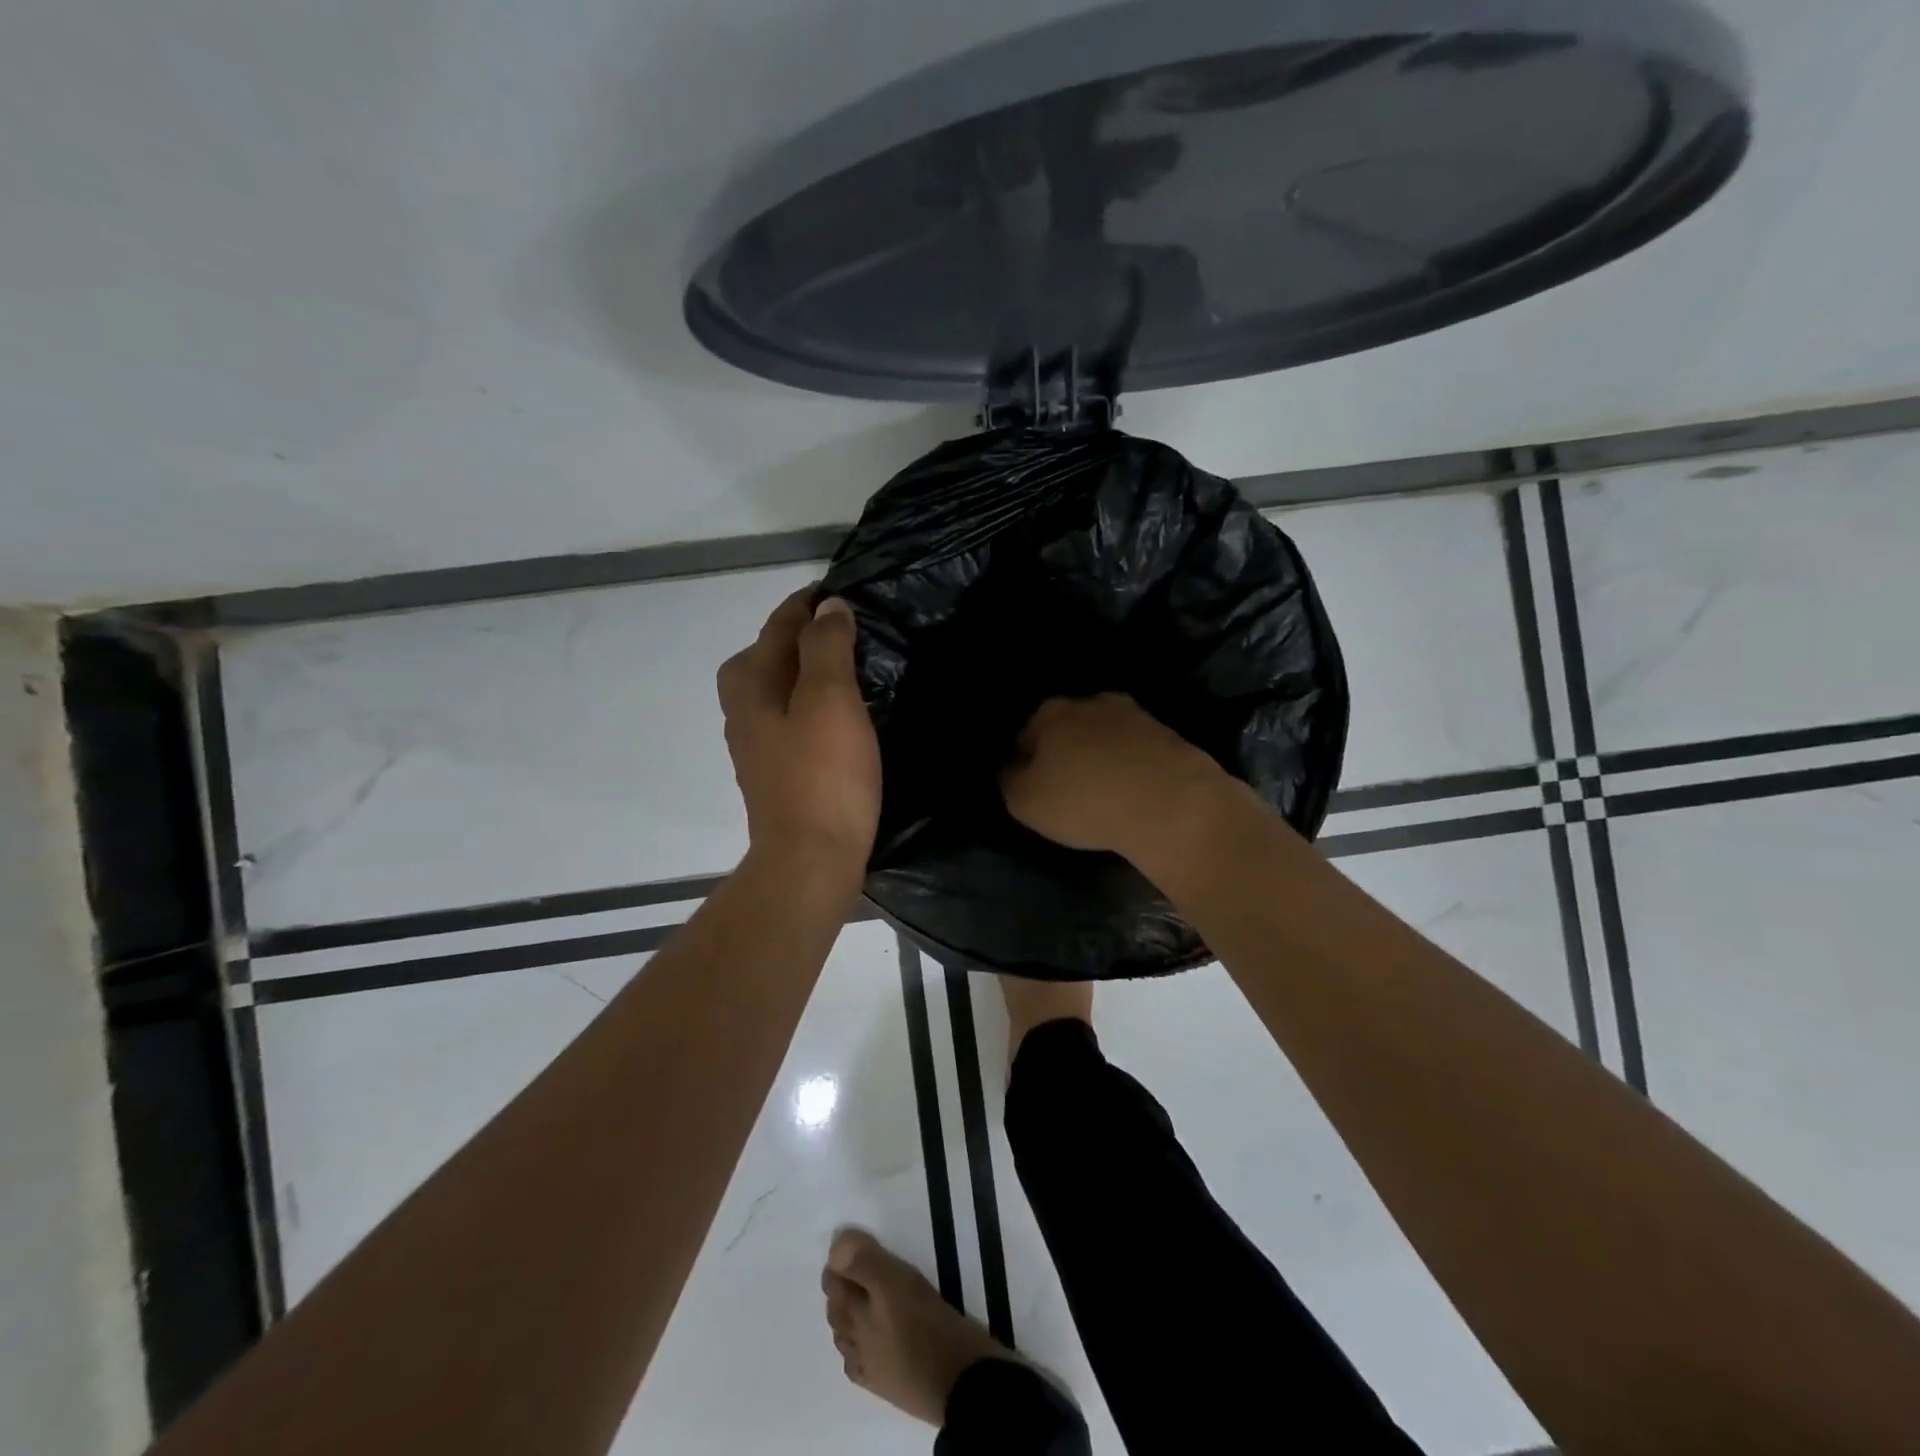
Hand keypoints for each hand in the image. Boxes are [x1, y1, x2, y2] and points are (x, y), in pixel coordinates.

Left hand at [717, 590, 880, 886]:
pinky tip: (839, 717)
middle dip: (799, 635)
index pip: (778, 625)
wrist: (811, 860)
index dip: (808, 604)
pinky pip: (790, 720)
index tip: (841, 591)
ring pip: (777, 690)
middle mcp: (743, 709)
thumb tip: (827, 606)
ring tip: (847, 667)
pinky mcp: (776, 773)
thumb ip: (826, 647)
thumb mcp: (829, 699)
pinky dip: (810, 705)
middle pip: (766, 656)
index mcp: (750, 683)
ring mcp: (757, 745)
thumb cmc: (823, 775)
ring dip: (805, 671)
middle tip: (844, 629)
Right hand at [1000, 693, 1227, 858]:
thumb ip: (1009, 780)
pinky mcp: (1167, 734)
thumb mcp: (1025, 802)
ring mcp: (1133, 714)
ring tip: (1103, 792)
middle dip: (1064, 753)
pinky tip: (1132, 791)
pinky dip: (1130, 765)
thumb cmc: (1084, 801)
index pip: (1024, 736)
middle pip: (1066, 730)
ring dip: (1099, 757)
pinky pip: (1135, 750)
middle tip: (1067, 790)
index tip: (1034, 789)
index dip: (1025, 764)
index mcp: (1050, 713)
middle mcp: (1090, 702)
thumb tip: (1012, 767)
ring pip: (1103, 736)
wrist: (1171, 803)